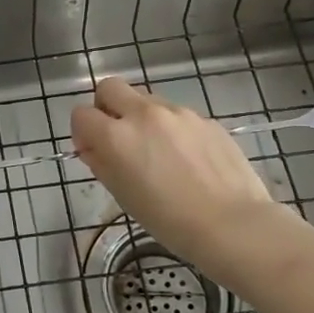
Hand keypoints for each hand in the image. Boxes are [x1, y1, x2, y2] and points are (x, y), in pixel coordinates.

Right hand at [70, 76, 286, 277]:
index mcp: (116, 135)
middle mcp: (144, 114)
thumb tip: (94, 148)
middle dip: (106, 107)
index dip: (82, 132)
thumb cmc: (168, 219)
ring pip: (146, 100)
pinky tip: (187, 160)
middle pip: (110, 88)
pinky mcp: (206, 120)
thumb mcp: (121, 194)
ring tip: (158, 152)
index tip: (92, 151)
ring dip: (141, 118)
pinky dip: (172, 129)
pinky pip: (177, 116)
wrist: (233, 224)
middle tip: (118, 137)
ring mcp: (179, 113)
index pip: (81, 114)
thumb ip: (101, 162)